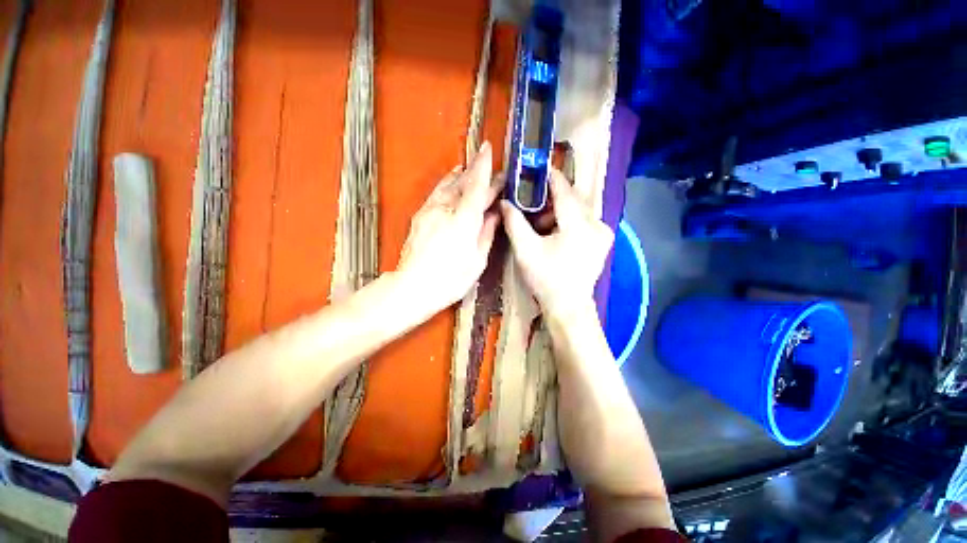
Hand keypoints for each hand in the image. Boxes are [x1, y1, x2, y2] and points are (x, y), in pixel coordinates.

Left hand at [397, 142, 502, 312]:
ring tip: (469, 169)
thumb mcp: (477, 259)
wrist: (413, 286)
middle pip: (464, 183)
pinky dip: (446, 184)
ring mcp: (430, 210)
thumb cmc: (451, 278)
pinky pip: (436, 193)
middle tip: (490, 169)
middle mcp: (446, 208)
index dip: (484, 166)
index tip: (488, 148)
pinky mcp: (420, 216)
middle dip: (478, 173)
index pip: (477, 185)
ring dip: (461, 175)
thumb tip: (495, 213)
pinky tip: (451, 183)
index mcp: (464, 219)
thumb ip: (487, 232)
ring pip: (448, 185)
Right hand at [500, 169, 612, 318]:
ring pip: (578, 208)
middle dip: (551, 198)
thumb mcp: (525, 250)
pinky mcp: (603, 240)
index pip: (564, 190)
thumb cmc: (546, 279)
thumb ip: (514, 222)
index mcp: (579, 225)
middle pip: (572, 198)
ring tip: (540, 225)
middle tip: (531, 203)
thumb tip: (504, 201)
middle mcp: (597, 224)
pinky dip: (568, 220)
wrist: (568, 306)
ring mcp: (603, 232)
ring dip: (558, 211)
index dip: (550, 177)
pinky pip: (584, 219)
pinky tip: (555, 233)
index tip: (536, 168)